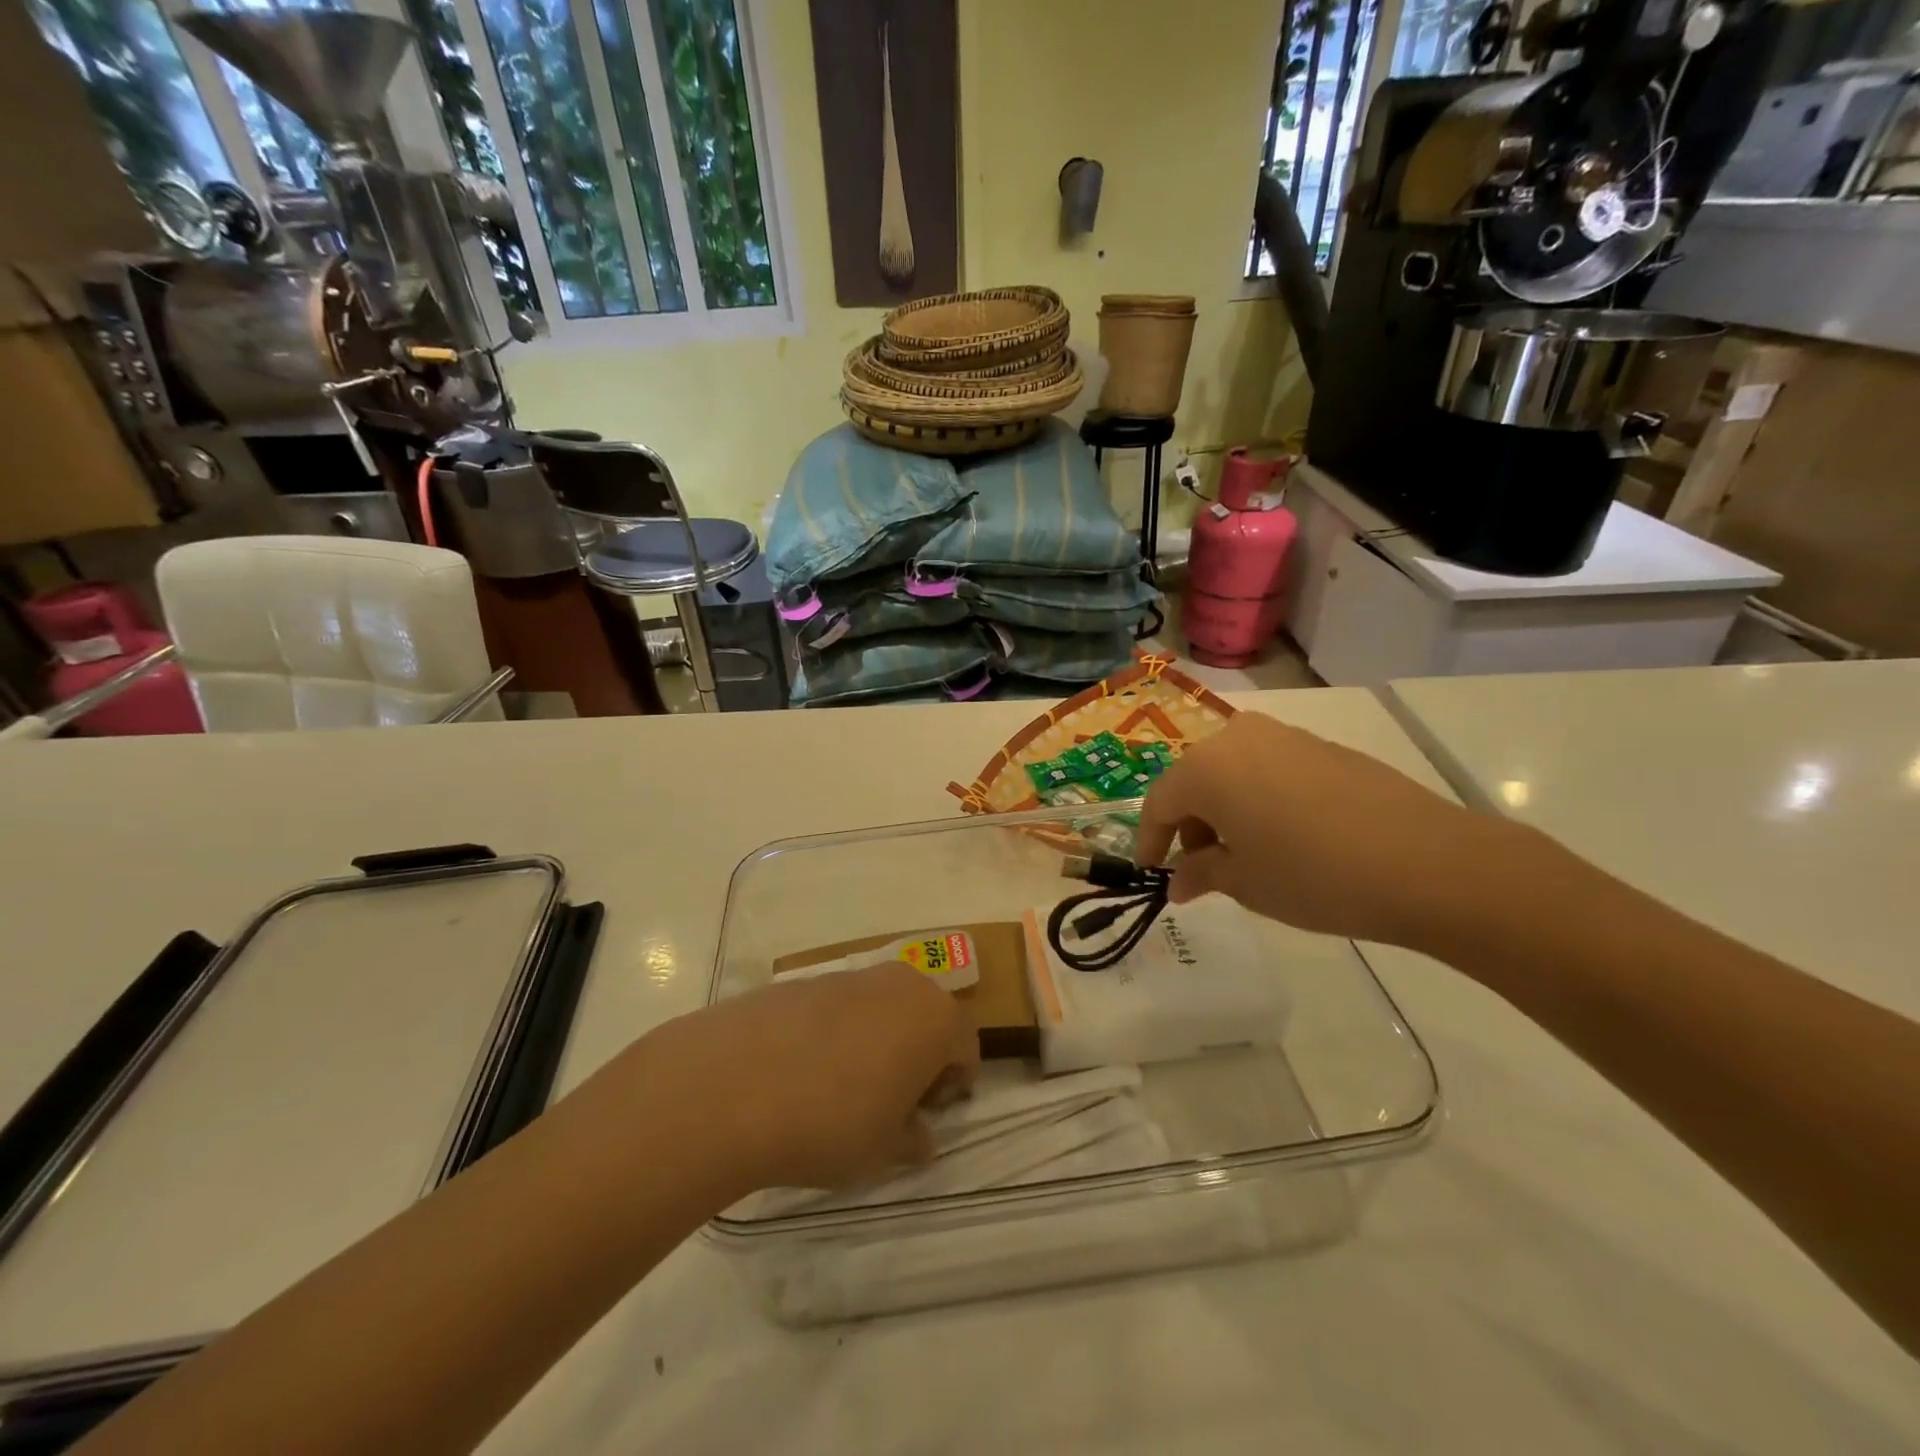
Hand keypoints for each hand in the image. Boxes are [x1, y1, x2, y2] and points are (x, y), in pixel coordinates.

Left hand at [634, 966, 977, 1192]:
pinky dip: (833, 1032)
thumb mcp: (882, 1152)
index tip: (926, 1116)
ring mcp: (849, 976)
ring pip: (880, 1008)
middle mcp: (899, 983)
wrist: (732, 1083)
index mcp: (934, 1017)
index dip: (952, 1084)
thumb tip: (919, 1137)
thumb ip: (912, 1141)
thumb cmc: (830, 1122)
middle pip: (924, 1017)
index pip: (965, 1046)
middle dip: (916, 1054)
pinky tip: (800, 1071)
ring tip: (840, 1087)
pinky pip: (837, 1006)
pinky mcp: (803, 979)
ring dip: (875, 1040)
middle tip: (889, 1100)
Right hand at [1137, 712, 1516, 947]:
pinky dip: (1260, 799)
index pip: (1160, 802)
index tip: (1152, 872)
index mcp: (1207, 767)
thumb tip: (1179, 881)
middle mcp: (1238, 737)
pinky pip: (1270, 770)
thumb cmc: (1313, 875)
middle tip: (1200, 867)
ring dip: (1225, 810)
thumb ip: (1201, 874)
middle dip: (1190, 824)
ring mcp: (1286, 737)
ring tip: (1243, 854)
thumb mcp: (1245, 882)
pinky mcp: (1325, 747)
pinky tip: (1283, 836)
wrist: (1428, 863)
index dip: (1151, 840)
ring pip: (1233, 772)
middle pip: (1195, 781)